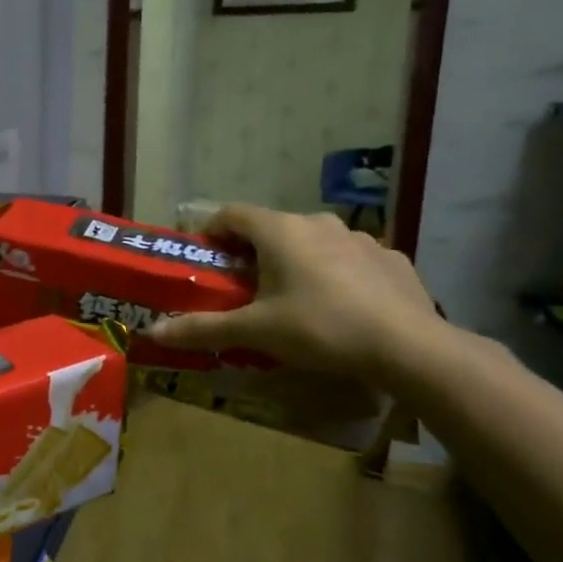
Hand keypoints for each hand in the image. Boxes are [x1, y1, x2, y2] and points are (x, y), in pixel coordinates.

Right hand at [146, 205, 441, 382]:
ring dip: (295, 261)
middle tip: (243, 288)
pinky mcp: (391, 259)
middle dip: (252, 253)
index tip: (205, 260)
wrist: (409, 347)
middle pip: (271, 228)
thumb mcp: (255, 331)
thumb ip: (203, 328)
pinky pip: (349, 259)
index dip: (212, 233)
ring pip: (312, 242)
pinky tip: (340, 307)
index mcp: (280, 231)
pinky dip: (334, 274)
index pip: (231, 214)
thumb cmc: (319, 327)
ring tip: (293, 299)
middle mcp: (318, 222)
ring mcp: (360, 238)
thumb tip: (153, 332)